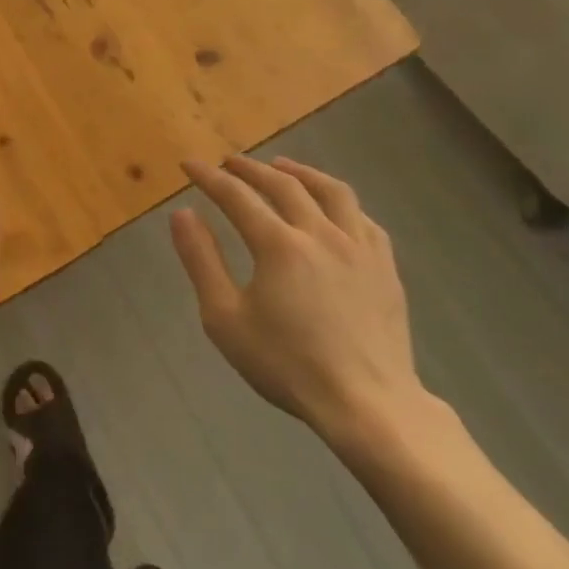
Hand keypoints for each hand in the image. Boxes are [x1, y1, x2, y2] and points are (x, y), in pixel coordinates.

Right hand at [170, 155, 436, 454]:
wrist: (367, 405)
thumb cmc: (287, 365)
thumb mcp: (225, 319)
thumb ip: (201, 261)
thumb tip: (183, 214)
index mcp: (279, 244)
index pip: (236, 196)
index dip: (209, 177)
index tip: (190, 165)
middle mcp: (320, 232)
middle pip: (283, 184)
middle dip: (250, 169)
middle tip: (229, 163)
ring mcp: (359, 247)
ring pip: (331, 191)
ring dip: (301, 172)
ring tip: (282, 166)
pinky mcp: (385, 266)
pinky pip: (362, 217)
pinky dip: (339, 202)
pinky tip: (332, 208)